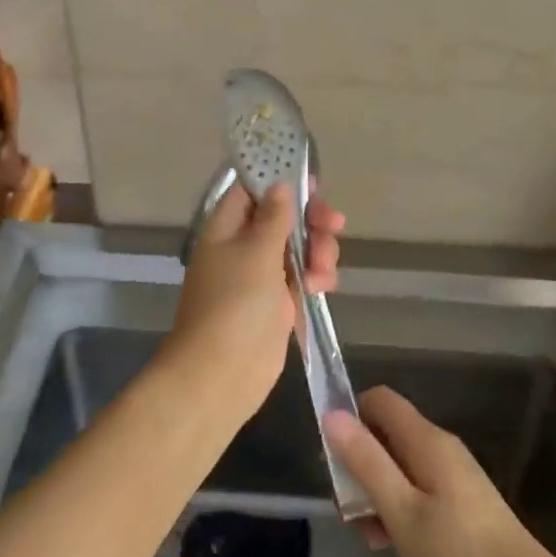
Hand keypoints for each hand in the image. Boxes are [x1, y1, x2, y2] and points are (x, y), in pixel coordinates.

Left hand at [161, 181, 344, 425]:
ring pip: (299, 246)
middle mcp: (242, 246)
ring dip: (318, 251)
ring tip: (322, 271)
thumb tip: (280, 184)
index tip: (313, 183)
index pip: (252, 190)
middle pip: (283, 217)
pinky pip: (303, 276)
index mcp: (226, 227)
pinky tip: (322, 287)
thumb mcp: (256, 253)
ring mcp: (261, 275)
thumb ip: (273, 217)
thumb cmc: (234, 305)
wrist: (221, 375)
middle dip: (311, 220)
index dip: (281, 181)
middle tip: (333, 224)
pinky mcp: (278, 302)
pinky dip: (316, 276)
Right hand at [324, 388, 548, 556]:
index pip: (379, 399)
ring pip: (401, 464)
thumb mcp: (400, 509)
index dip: (351, 416)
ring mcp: (453, 472)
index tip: (334, 456)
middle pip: (387, 433)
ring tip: (371, 536)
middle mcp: (439, 444)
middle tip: (348, 509)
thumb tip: (331, 414)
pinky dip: (400, 505)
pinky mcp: (462, 498)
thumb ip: (365, 461)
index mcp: (425, 438)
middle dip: (361, 463)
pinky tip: (396, 543)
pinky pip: (418, 485)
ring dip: (378, 491)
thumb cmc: (457, 552)